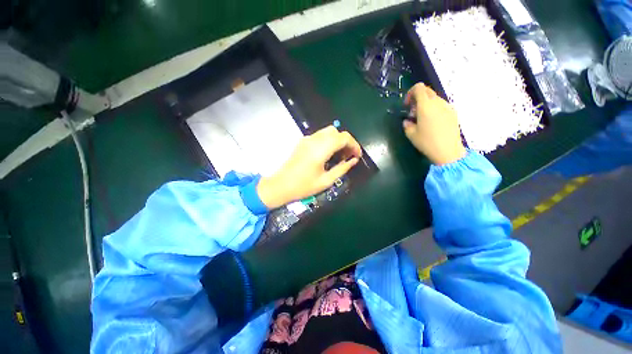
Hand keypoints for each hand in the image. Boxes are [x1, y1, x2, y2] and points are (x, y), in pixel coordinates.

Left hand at [257, 126, 361, 208]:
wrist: (280, 186)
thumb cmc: (303, 187)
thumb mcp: (326, 181)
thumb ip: (342, 169)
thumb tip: (353, 161)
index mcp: (321, 149)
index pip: (343, 137)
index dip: (354, 145)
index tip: (357, 156)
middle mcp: (314, 140)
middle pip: (336, 131)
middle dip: (346, 142)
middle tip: (348, 156)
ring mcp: (307, 139)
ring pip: (328, 132)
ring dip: (337, 141)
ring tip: (340, 156)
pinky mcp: (303, 142)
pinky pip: (320, 136)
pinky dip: (328, 141)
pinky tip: (328, 154)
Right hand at [403, 83, 466, 164]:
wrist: (448, 151)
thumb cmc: (427, 142)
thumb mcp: (411, 134)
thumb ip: (407, 124)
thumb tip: (408, 121)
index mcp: (426, 106)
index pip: (419, 88)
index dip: (410, 93)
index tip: (407, 105)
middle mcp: (438, 102)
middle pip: (427, 91)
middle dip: (417, 99)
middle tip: (413, 113)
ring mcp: (447, 107)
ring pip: (434, 98)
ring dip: (426, 104)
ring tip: (423, 120)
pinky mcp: (453, 113)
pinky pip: (441, 105)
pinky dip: (434, 109)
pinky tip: (432, 123)